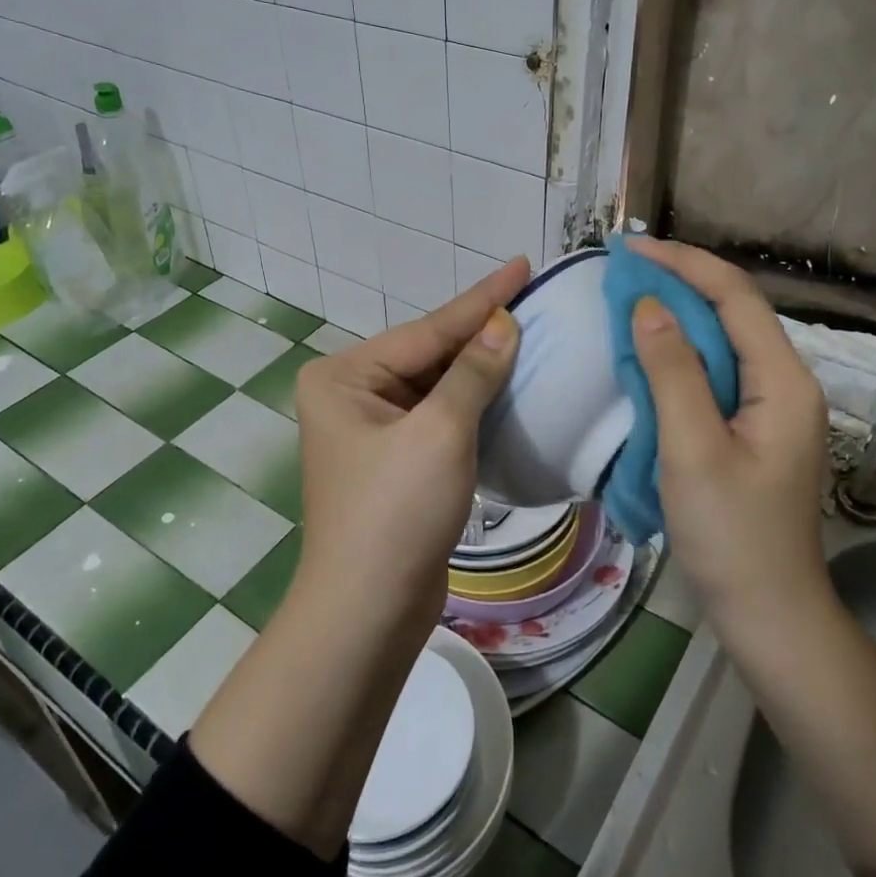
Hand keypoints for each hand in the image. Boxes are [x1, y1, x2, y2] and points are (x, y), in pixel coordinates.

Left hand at [291, 258, 528, 634]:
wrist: (369, 612)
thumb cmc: (396, 512)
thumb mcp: (441, 432)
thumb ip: (474, 372)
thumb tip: (504, 322)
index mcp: (345, 377)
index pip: (428, 329)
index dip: (481, 299)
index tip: (522, 264)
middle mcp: (351, 395)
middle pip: (430, 354)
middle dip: (481, 331)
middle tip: (531, 295)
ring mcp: (372, 429)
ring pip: (438, 386)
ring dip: (481, 367)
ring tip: (527, 330)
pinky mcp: (396, 460)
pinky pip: (440, 417)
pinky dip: (473, 403)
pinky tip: (508, 384)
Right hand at [627, 237, 830, 622]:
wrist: (769, 613)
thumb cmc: (732, 536)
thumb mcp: (693, 450)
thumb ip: (672, 373)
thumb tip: (648, 306)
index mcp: (782, 381)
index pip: (734, 296)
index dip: (683, 263)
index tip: (630, 249)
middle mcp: (786, 383)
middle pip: (733, 311)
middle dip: (679, 282)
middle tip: (622, 272)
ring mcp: (772, 408)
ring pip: (724, 341)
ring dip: (678, 315)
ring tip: (629, 300)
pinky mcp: (754, 429)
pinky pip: (717, 372)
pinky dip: (681, 353)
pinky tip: (649, 355)